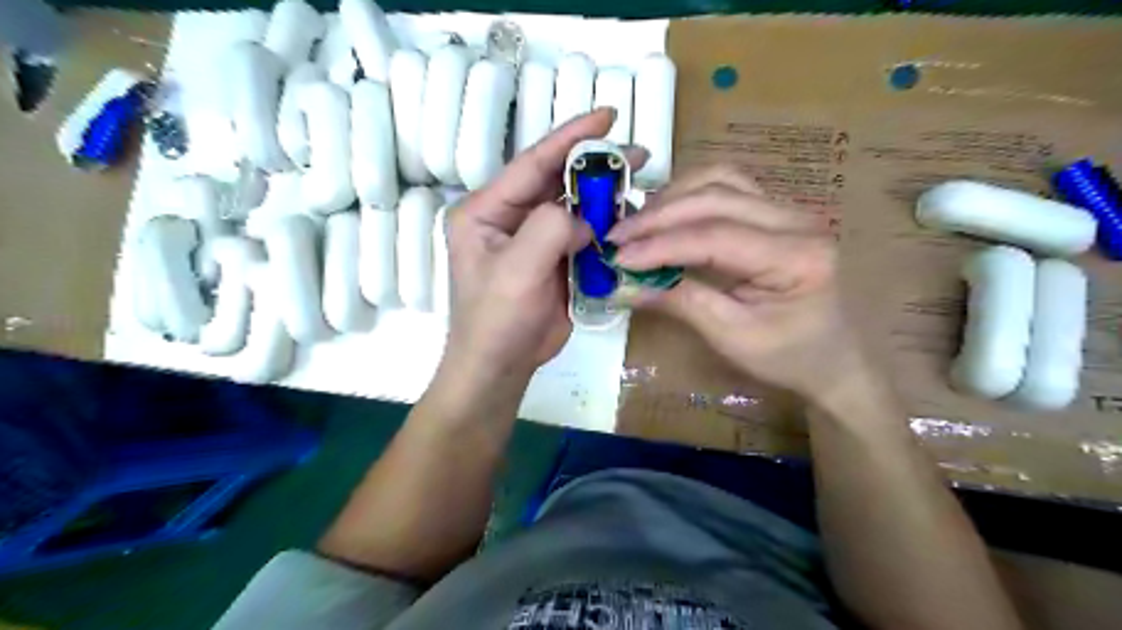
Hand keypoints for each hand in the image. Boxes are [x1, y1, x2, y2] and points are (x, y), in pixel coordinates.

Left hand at [441, 109, 643, 389]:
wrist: (501, 366)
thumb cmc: (497, 320)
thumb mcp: (516, 270)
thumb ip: (549, 229)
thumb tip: (584, 219)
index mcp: (487, 210)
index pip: (533, 164)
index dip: (570, 137)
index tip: (608, 114)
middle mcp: (509, 218)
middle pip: (557, 181)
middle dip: (596, 167)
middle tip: (639, 155)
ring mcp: (533, 240)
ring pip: (574, 208)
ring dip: (605, 199)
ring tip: (641, 189)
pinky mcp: (553, 260)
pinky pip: (583, 235)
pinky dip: (606, 228)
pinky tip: (630, 223)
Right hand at [611, 166, 870, 399]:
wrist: (833, 359)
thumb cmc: (788, 357)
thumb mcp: (732, 337)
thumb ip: (680, 302)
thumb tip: (623, 285)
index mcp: (796, 256)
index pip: (716, 236)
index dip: (661, 244)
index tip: (618, 257)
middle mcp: (798, 219)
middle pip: (716, 196)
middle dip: (659, 215)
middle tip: (617, 238)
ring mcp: (789, 209)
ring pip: (720, 180)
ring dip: (672, 198)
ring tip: (637, 225)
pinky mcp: (775, 211)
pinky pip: (727, 186)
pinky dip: (689, 196)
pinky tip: (666, 215)